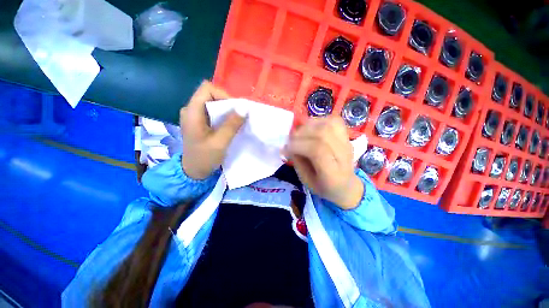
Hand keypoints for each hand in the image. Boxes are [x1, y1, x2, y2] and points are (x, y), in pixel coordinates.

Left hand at [179, 81, 244, 179]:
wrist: (193, 171)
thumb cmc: (204, 158)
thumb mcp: (220, 142)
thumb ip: (232, 124)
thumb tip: (245, 107)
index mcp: (192, 112)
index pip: (207, 89)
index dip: (223, 95)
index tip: (235, 109)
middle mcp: (190, 109)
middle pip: (210, 95)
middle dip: (227, 103)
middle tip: (238, 117)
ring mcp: (194, 115)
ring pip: (212, 103)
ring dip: (226, 110)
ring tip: (235, 122)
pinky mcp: (198, 121)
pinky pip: (212, 111)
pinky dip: (223, 116)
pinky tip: (228, 125)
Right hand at [284, 117, 363, 209]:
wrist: (346, 185)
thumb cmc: (323, 186)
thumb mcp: (306, 180)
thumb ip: (297, 161)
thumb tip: (287, 145)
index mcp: (334, 174)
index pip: (318, 151)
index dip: (298, 145)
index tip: (286, 149)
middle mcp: (344, 155)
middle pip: (323, 134)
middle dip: (301, 134)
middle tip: (291, 140)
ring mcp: (347, 142)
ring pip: (329, 124)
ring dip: (309, 126)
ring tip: (300, 134)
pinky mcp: (347, 135)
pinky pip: (332, 120)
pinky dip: (318, 121)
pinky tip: (310, 128)